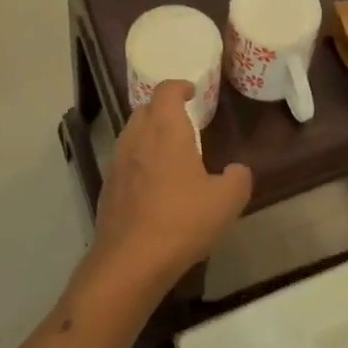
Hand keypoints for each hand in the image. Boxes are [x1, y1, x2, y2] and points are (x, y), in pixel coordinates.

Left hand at [92, 81, 251, 291]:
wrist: (131, 261)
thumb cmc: (182, 221)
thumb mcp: (228, 200)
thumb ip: (238, 178)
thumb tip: (236, 170)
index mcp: (166, 132)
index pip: (166, 92)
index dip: (179, 87)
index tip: (192, 91)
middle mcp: (137, 139)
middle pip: (145, 110)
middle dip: (163, 109)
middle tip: (184, 120)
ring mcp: (118, 164)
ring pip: (131, 135)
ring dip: (149, 134)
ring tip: (170, 151)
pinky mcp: (108, 189)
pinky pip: (125, 162)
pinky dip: (140, 161)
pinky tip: (154, 184)